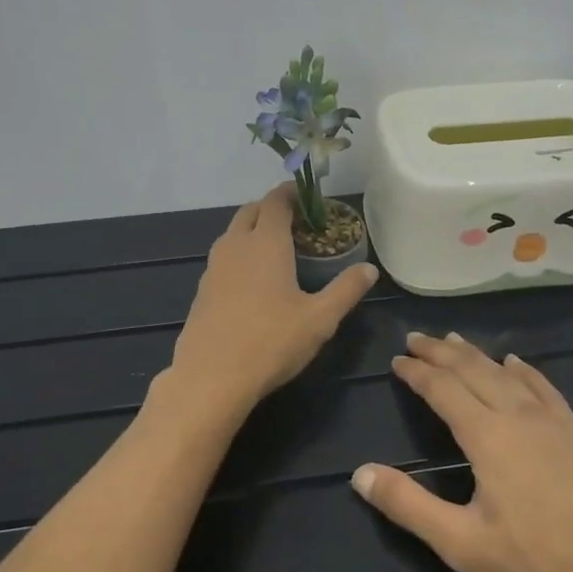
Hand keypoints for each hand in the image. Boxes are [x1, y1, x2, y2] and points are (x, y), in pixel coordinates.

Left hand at [159, 185, 378, 421]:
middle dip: (272, 208)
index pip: (276, 201)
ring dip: (253, 230)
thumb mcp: (319, 319)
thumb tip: (370, 269)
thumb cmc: (271, 342)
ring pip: (233, 233)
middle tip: (297, 223)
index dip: (291, 193)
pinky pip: (223, 257)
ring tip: (277, 249)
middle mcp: (236, 245)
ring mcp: (214, 267)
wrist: (210, 378)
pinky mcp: (202, 289)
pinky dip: (240, 254)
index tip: (308, 197)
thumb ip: (346, 290)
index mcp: (266, 243)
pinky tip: (254, 281)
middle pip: (251, 211)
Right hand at [351, 333, 572, 571]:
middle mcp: (514, 413)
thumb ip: (408, 506)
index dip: (416, 372)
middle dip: (439, 351)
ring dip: (474, 353)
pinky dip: (522, 369)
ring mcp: (549, 418)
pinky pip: (542, 385)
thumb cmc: (538, 558)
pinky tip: (516, 363)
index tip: (397, 360)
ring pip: (503, 371)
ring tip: (453, 339)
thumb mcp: (462, 542)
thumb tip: (359, 474)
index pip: (442, 388)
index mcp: (485, 434)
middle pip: (471, 368)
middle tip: (415, 338)